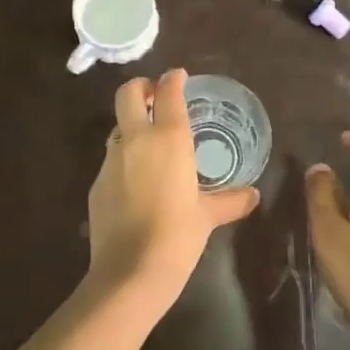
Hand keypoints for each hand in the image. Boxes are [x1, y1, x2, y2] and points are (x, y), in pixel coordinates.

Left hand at [86, 70, 259, 302]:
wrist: (130, 272)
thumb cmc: (178, 236)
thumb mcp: (208, 216)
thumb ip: (231, 201)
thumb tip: (253, 196)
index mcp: (168, 139)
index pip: (167, 92)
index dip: (173, 79)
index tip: (179, 77)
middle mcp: (135, 141)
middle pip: (127, 94)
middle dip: (140, 87)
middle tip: (155, 97)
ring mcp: (111, 161)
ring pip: (118, 128)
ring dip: (132, 128)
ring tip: (152, 147)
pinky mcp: (96, 184)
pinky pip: (112, 161)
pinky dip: (125, 161)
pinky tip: (138, 185)